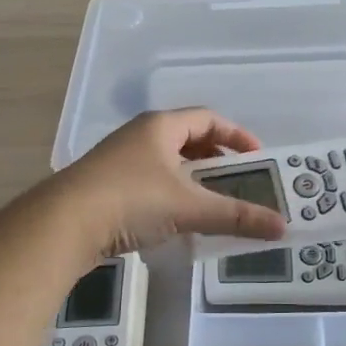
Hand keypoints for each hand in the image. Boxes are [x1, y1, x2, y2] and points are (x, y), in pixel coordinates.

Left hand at [51, 109, 287, 258]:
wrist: (64, 223)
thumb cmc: (131, 200)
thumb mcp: (189, 207)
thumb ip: (235, 216)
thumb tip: (281, 227)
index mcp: (160, 126)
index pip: (207, 118)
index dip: (236, 135)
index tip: (258, 157)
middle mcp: (139, 136)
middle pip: (187, 139)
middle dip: (216, 159)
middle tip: (238, 181)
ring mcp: (119, 160)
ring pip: (167, 163)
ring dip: (192, 179)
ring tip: (212, 202)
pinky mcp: (107, 186)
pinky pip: (150, 182)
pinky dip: (171, 195)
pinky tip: (178, 220)